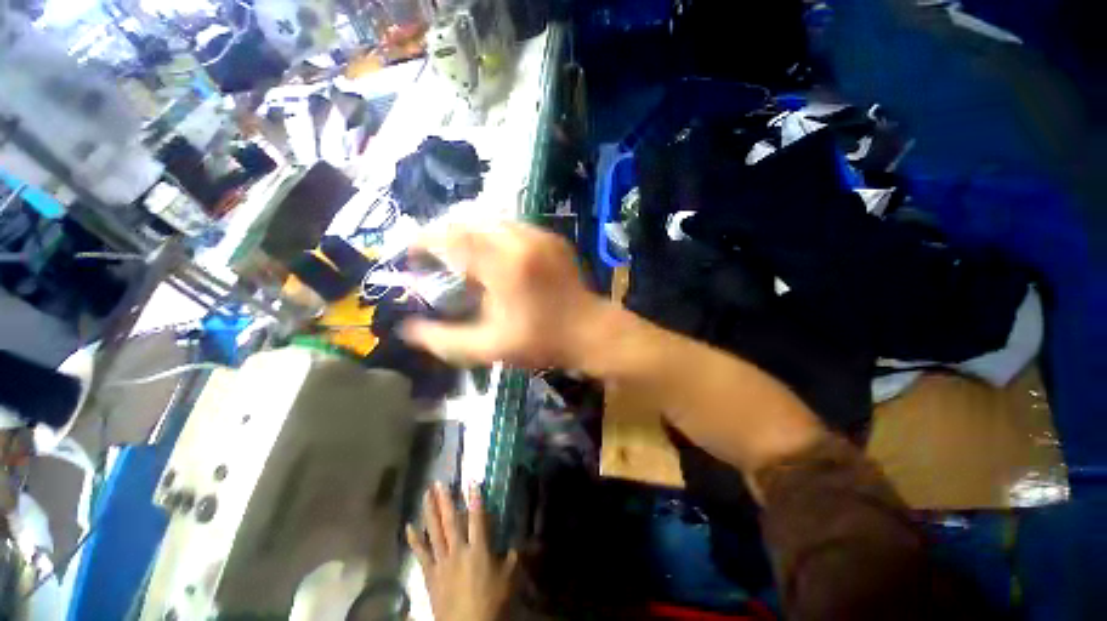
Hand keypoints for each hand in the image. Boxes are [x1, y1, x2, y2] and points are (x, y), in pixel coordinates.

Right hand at [399, 222, 606, 367]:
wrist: (590, 331)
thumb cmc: (542, 341)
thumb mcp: (490, 347)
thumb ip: (445, 339)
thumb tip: (407, 328)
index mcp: (503, 265)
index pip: (451, 237)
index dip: (423, 240)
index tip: (410, 253)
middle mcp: (520, 240)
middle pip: (469, 220)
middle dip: (444, 233)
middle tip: (433, 254)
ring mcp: (539, 235)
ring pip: (491, 219)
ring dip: (469, 232)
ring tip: (460, 254)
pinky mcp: (551, 237)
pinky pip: (512, 225)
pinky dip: (492, 234)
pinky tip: (491, 255)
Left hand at [407, 484, 517, 620]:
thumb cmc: (491, 602)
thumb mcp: (509, 578)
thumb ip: (512, 557)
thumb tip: (516, 543)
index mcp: (478, 548)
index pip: (477, 517)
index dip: (475, 498)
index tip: (471, 481)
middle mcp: (458, 550)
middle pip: (450, 520)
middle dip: (445, 500)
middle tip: (439, 482)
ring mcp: (442, 561)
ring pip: (434, 532)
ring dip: (429, 511)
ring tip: (426, 494)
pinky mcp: (431, 574)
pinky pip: (421, 554)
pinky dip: (415, 540)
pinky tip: (409, 526)